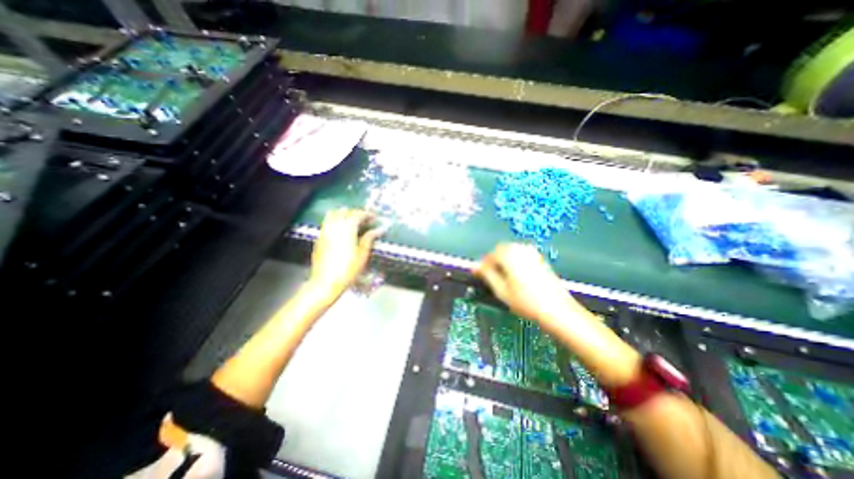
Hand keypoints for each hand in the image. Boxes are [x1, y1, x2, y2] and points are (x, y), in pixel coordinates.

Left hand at [309, 207, 381, 301]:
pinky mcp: (319, 238)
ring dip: (344, 214)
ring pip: (333, 215)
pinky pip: (327, 223)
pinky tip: (341, 230)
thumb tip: (379, 229)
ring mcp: (325, 232)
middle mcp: (334, 227)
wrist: (326, 282)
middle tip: (365, 219)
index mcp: (347, 229)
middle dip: (356, 212)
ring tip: (352, 221)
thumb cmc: (348, 270)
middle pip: (345, 212)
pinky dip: (335, 221)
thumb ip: (369, 238)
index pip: (357, 215)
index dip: (367, 214)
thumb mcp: (363, 254)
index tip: (374, 217)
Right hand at [473, 246, 587, 327]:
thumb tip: (474, 266)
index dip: (483, 264)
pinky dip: (514, 260)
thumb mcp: (501, 290)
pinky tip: (516, 274)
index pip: (490, 254)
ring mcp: (532, 253)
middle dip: (493, 260)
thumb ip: (486, 275)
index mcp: (510, 256)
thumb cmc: (526, 302)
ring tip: (502, 276)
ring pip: (511, 250)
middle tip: (490, 276)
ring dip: (503, 259)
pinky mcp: (539, 258)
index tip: (480, 275)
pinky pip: (521, 253)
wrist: (558, 310)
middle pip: (501, 249)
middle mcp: (521, 250)